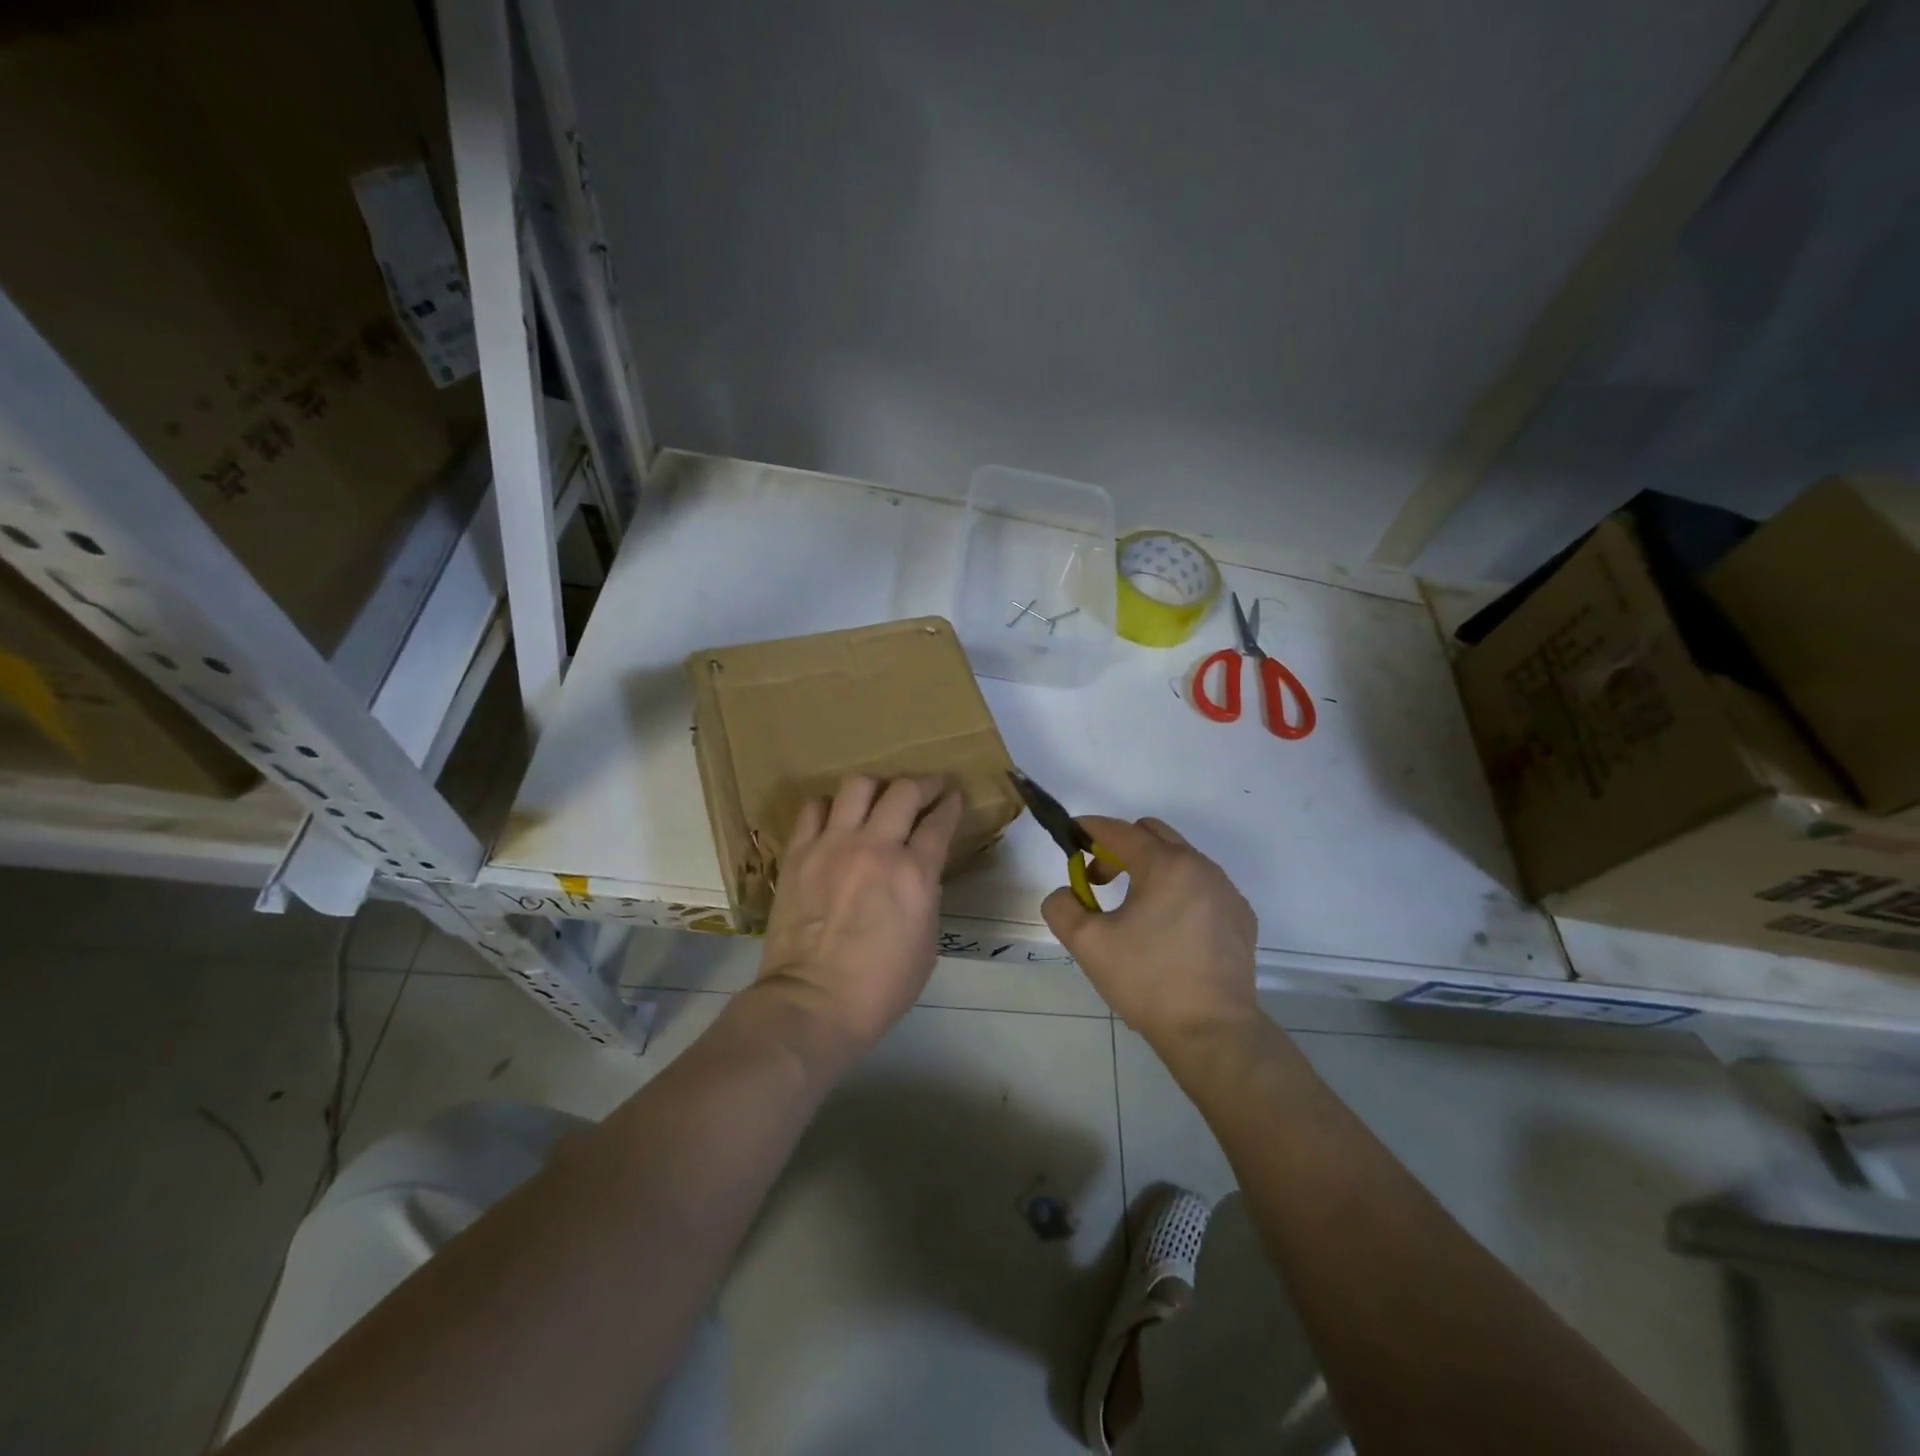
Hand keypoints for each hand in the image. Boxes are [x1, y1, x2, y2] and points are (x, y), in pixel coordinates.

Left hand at [755, 775, 963, 1063]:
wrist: (813, 1002)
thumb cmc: (880, 987)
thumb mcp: (926, 944)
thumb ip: (926, 896)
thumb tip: (918, 873)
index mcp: (914, 873)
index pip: (940, 821)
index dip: (951, 804)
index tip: (954, 797)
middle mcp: (877, 847)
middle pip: (904, 790)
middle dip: (924, 783)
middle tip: (929, 788)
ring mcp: (833, 845)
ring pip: (858, 786)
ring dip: (877, 787)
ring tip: (880, 798)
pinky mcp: (799, 852)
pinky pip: (814, 808)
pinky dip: (830, 806)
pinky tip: (837, 818)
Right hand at [1041, 817, 1258, 1050]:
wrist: (1212, 1032)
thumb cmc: (1147, 981)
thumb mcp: (1088, 944)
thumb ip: (1062, 906)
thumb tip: (1067, 893)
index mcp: (1165, 865)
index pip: (1119, 831)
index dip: (1090, 829)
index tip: (1071, 836)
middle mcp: (1201, 867)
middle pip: (1153, 835)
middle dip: (1120, 847)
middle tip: (1098, 880)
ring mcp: (1226, 891)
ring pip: (1180, 860)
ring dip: (1150, 870)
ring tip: (1132, 910)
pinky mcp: (1241, 917)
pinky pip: (1202, 887)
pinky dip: (1178, 892)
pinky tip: (1168, 930)